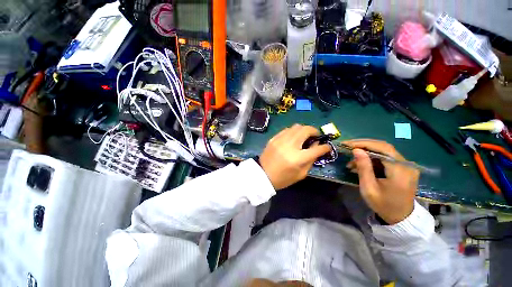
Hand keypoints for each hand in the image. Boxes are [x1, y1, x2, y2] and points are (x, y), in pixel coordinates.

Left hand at [259, 124, 331, 189]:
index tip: (327, 146)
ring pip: (296, 126)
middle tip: (315, 137)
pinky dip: (293, 132)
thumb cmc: (283, 178)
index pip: (317, 148)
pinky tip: (293, 138)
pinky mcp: (274, 138)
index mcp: (298, 158)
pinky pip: (287, 129)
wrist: (263, 175)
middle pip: (306, 130)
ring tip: (304, 136)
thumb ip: (311, 160)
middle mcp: (290, 145)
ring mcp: (280, 140)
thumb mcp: (301, 174)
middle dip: (314, 131)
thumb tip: (317, 147)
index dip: (325, 147)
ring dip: (304, 130)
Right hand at [345, 140, 418, 224]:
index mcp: (400, 171)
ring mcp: (406, 165)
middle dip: (363, 144)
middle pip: (384, 147)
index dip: (364, 143)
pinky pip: (386, 157)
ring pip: (384, 150)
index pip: (382, 148)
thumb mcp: (369, 188)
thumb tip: (356, 150)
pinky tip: (361, 163)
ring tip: (352, 160)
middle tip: (347, 146)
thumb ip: (364, 168)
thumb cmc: (383, 205)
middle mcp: (406, 164)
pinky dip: (372, 157)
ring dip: (366, 151)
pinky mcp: (403, 167)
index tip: (347, 144)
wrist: (400, 217)